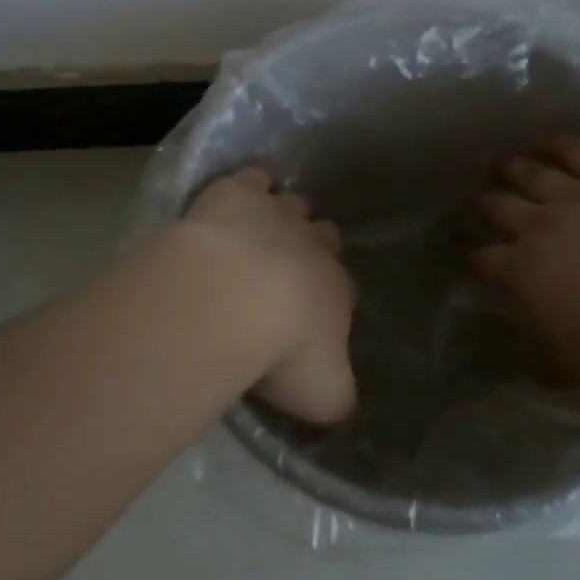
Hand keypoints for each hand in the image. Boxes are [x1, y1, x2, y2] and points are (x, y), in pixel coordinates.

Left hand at [176, 167, 356, 423]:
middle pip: (325, 236)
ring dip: (284, 213)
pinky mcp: (238, 193)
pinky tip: (242, 189)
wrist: (235, 301)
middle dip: (314, 246)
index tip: (315, 313)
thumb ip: (337, 396)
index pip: (344, 288)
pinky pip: (253, 178)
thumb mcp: (324, 395)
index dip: (332, 296)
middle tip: (291, 264)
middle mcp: (314, 246)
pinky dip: (252, 182)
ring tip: (265, 227)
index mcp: (337, 290)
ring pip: (292, 204)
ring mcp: (277, 215)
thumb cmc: (284, 353)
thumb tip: (342, 402)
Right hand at [474, 138, 579, 377]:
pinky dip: (557, 145)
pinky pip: (576, 151)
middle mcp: (540, 226)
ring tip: (502, 161)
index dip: (477, 257)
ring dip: (513, 167)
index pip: (489, 261)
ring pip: (532, 173)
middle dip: (487, 203)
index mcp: (526, 272)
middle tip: (481, 197)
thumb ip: (554, 364)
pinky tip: (548, 141)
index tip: (472, 254)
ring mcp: (575, 194)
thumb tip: (534, 374)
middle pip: (502, 207)